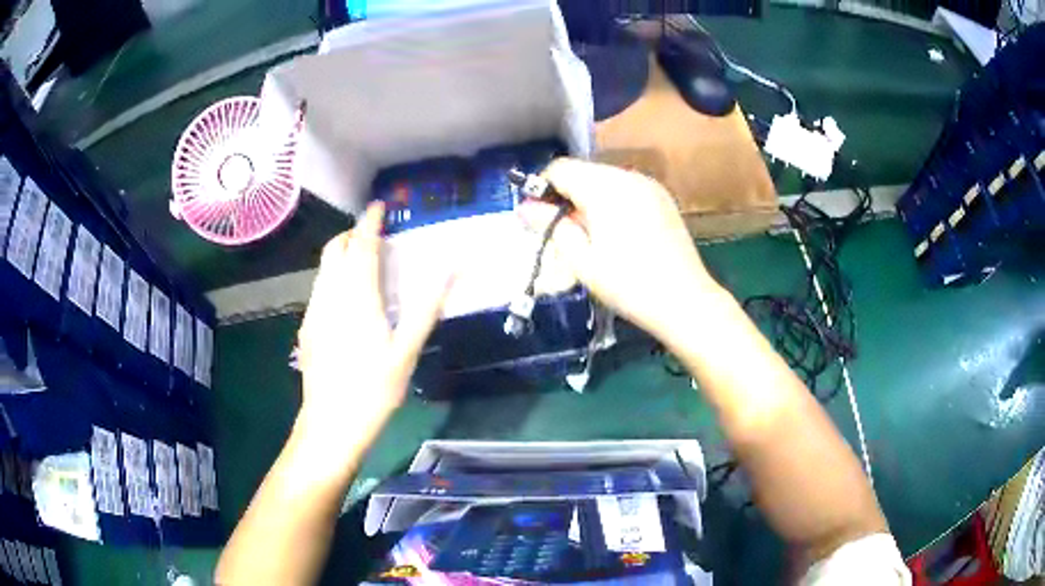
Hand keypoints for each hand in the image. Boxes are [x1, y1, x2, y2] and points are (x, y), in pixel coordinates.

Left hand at [296, 202, 450, 454]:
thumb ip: (426, 307)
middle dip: (353, 233)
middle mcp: (330, 295)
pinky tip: (348, 299)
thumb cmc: (374, 390)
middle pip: (335, 248)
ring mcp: (314, 311)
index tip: (381, 206)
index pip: (362, 245)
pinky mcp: (307, 326)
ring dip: (342, 254)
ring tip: (365, 264)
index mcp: (357, 297)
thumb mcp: (406, 351)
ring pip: (324, 268)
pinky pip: (320, 287)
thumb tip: (451, 270)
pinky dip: (334, 276)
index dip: (371, 221)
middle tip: (376, 236)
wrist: (330, 424)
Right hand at [518, 158, 720, 342]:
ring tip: (591, 236)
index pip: (560, 169)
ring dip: (589, 198)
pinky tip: (617, 233)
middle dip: (566, 195)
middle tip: (564, 233)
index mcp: (606, 187)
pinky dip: (612, 202)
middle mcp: (629, 176)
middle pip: (583, 171)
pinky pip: (626, 189)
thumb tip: (525, 207)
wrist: (685, 301)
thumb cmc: (628, 284)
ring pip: (605, 179)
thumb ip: (551, 226)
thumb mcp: (581, 260)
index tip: (540, 219)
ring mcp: (650, 185)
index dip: (542, 189)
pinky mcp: (663, 198)